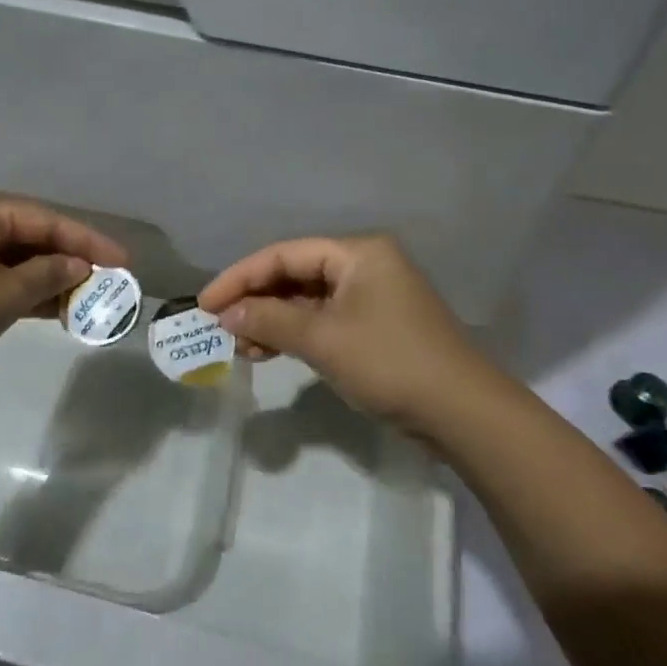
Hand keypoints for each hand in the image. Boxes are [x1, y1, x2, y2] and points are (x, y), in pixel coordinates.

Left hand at [0, 189, 126, 391]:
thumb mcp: (5, 294)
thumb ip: (49, 275)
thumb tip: (78, 265)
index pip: (48, 220)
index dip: (90, 242)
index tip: (124, 262)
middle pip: (29, 236)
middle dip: (68, 261)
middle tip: (105, 283)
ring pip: (10, 259)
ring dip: (45, 279)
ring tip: (83, 300)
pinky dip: (18, 291)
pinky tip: (45, 309)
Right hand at [198, 235, 492, 433]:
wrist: (461, 412)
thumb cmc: (389, 362)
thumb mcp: (323, 339)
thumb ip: (270, 319)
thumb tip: (226, 313)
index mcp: (357, 253)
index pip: (284, 254)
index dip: (240, 277)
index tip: (204, 304)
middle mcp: (365, 265)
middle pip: (296, 274)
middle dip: (256, 300)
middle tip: (221, 328)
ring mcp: (373, 297)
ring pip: (308, 300)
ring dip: (273, 320)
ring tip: (242, 347)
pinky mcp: (376, 327)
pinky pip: (325, 320)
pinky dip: (296, 334)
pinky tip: (271, 352)